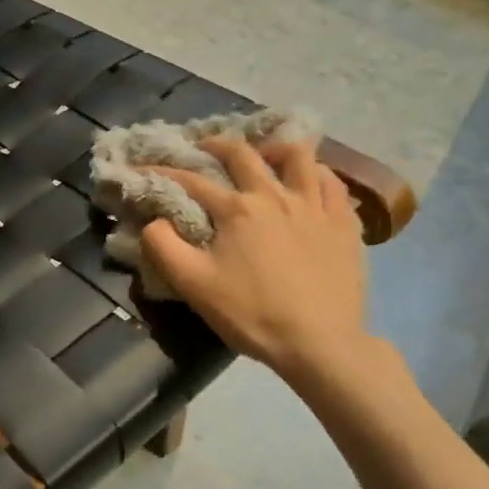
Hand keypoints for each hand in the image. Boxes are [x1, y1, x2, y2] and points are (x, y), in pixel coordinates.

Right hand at [142, 138, 376, 386]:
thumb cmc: (252, 314)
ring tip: (265, 155)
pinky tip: (310, 181)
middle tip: (205, 147)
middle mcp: (275, 196)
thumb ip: (163, 247)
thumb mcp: (194, 286)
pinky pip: (332, 183)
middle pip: (243, 154)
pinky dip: (316, 173)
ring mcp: (315, 206)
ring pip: (298, 156)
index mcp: (236, 209)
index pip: (192, 180)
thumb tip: (155, 220)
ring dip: (274, 149)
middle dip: (217, 145)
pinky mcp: (344, 223)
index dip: (164, 170)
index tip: (145, 166)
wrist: (320, 343)